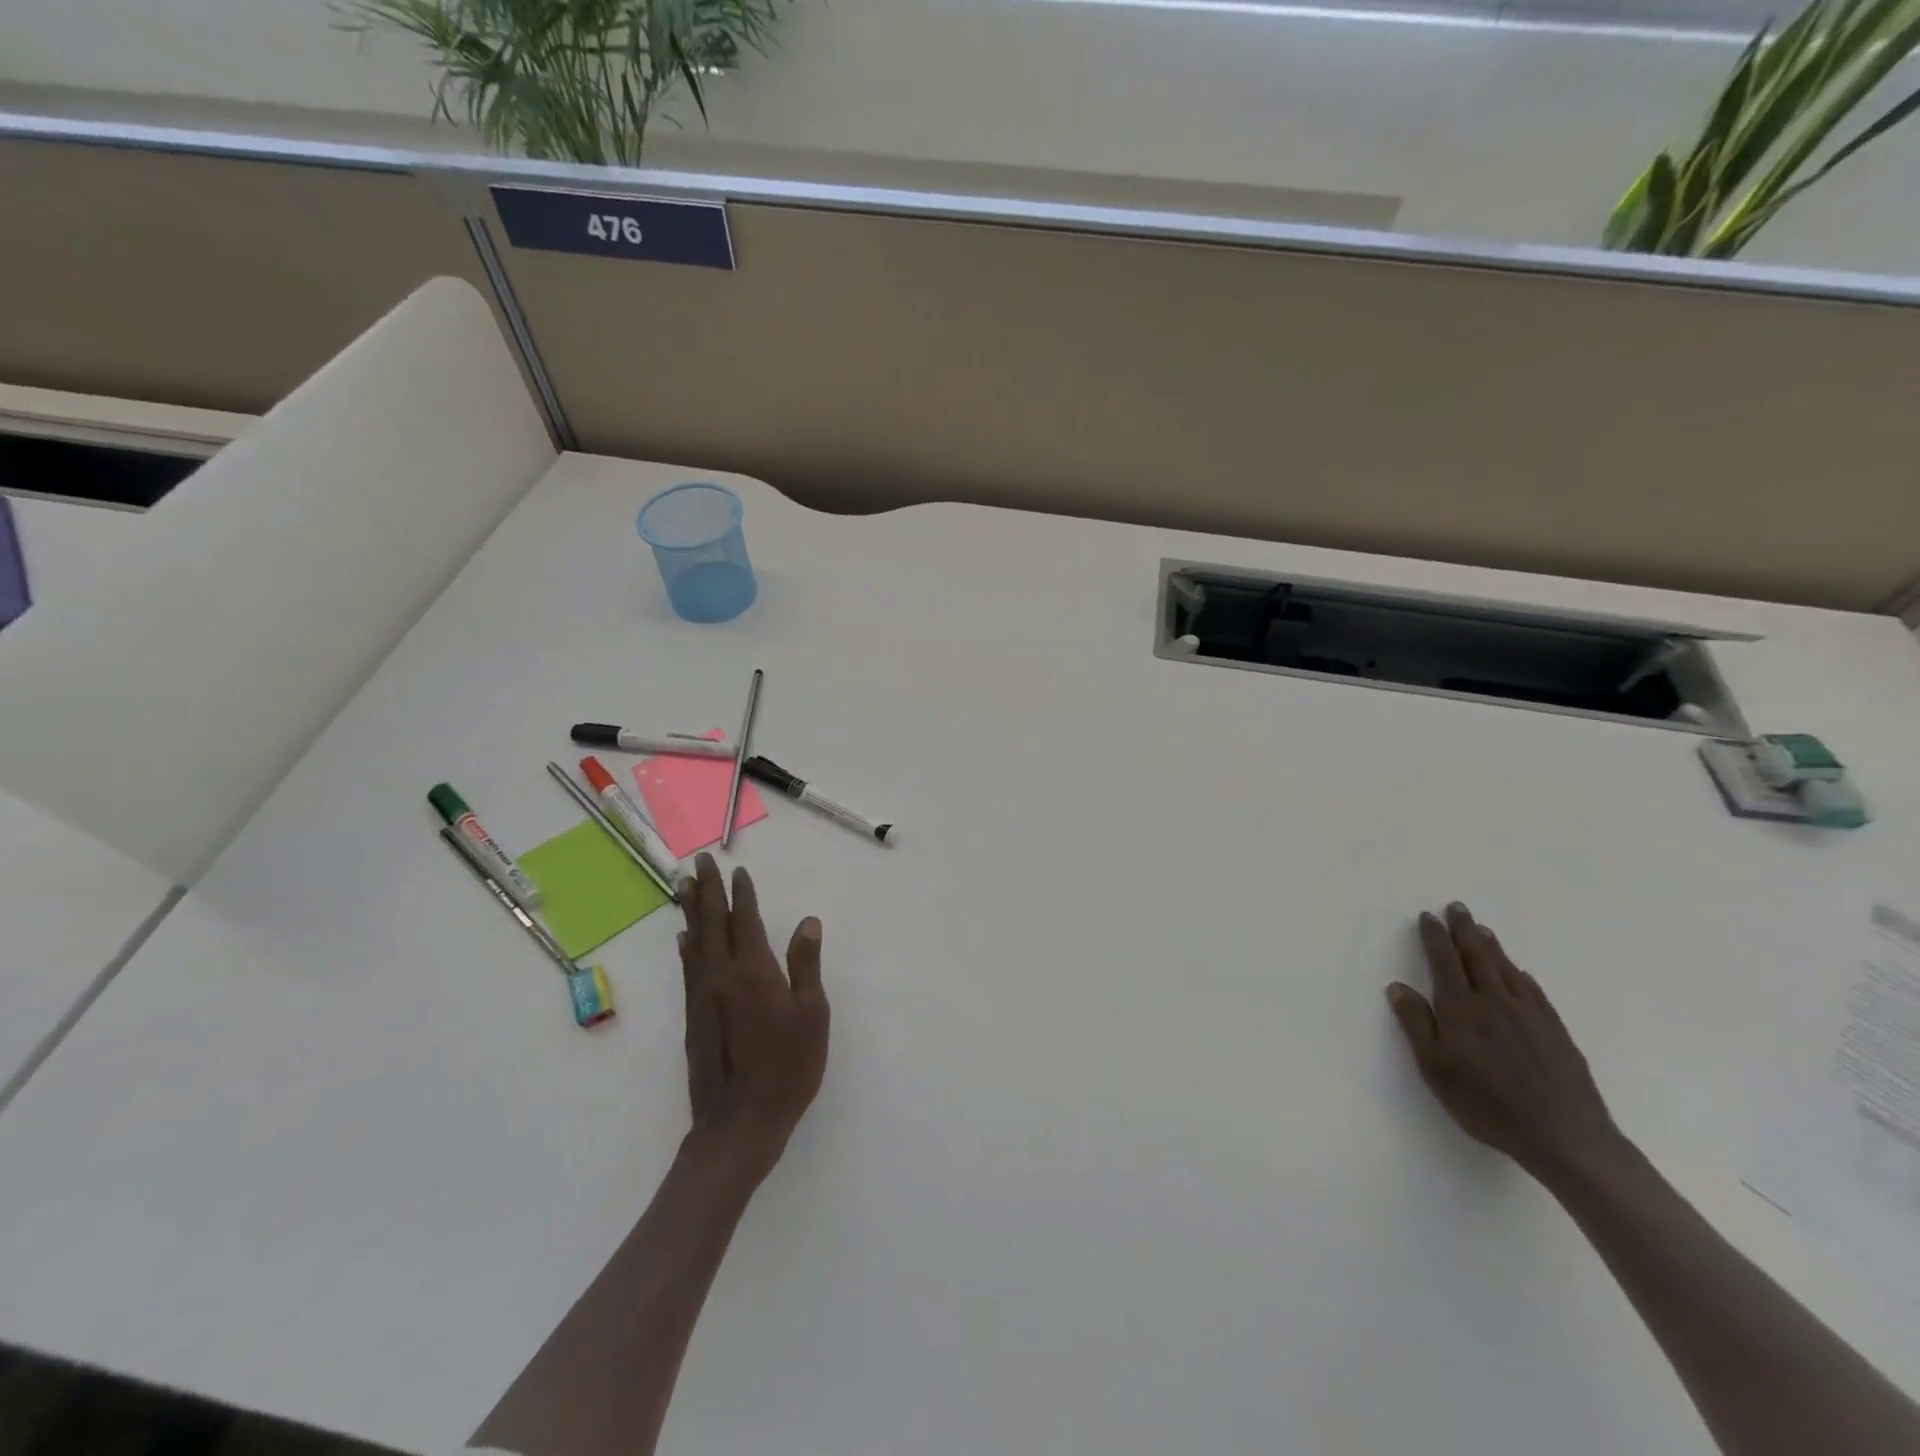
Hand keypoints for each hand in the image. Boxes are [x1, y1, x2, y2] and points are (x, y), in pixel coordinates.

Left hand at [678, 854, 829, 1183]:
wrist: (739, 1124)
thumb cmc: (787, 1068)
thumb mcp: (812, 1014)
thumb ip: (806, 964)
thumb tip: (807, 921)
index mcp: (753, 970)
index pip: (745, 920)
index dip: (742, 894)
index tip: (737, 869)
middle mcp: (721, 975)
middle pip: (712, 923)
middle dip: (707, 890)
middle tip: (699, 862)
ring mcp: (702, 997)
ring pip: (694, 942)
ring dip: (690, 912)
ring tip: (683, 887)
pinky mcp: (693, 1018)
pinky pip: (688, 969)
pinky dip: (686, 948)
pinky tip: (683, 940)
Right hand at [1387, 903, 1622, 1186]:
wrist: (1565, 1137)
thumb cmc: (1487, 1104)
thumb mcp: (1435, 1069)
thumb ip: (1416, 1025)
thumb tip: (1398, 987)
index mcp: (1462, 1010)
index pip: (1444, 962)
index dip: (1435, 938)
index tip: (1428, 917)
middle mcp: (1495, 1003)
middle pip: (1477, 957)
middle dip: (1464, 931)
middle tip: (1457, 907)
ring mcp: (1530, 1016)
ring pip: (1507, 970)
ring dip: (1492, 947)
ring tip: (1483, 930)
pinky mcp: (1556, 1033)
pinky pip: (1535, 993)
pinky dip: (1523, 976)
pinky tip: (1521, 973)